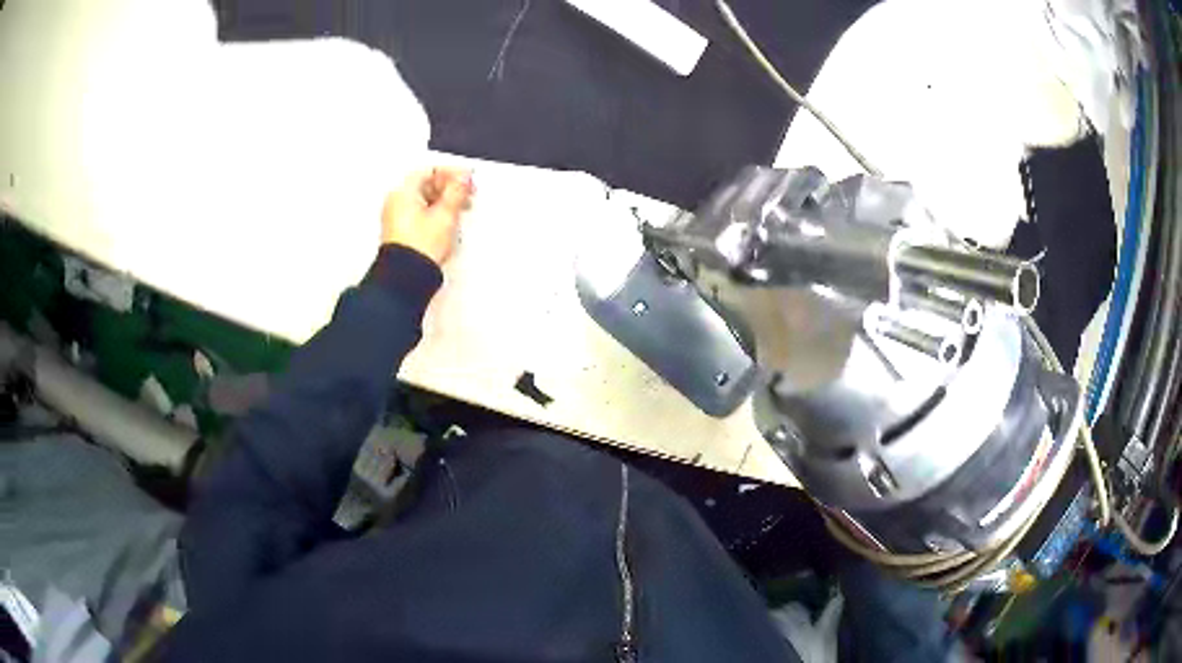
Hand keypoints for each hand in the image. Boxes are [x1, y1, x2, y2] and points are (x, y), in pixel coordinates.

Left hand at [381, 168, 473, 265]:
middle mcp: (395, 203)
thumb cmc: (419, 248)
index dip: (452, 174)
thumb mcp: (445, 214)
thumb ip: (456, 192)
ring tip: (458, 212)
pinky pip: (419, 215)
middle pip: (426, 185)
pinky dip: (434, 215)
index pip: (430, 172)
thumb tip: (462, 179)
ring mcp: (396, 219)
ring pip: (424, 201)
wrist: (407, 278)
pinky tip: (446, 225)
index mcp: (402, 193)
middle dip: (448, 189)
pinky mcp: (400, 233)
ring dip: (443, 203)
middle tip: (465, 195)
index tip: (466, 180)